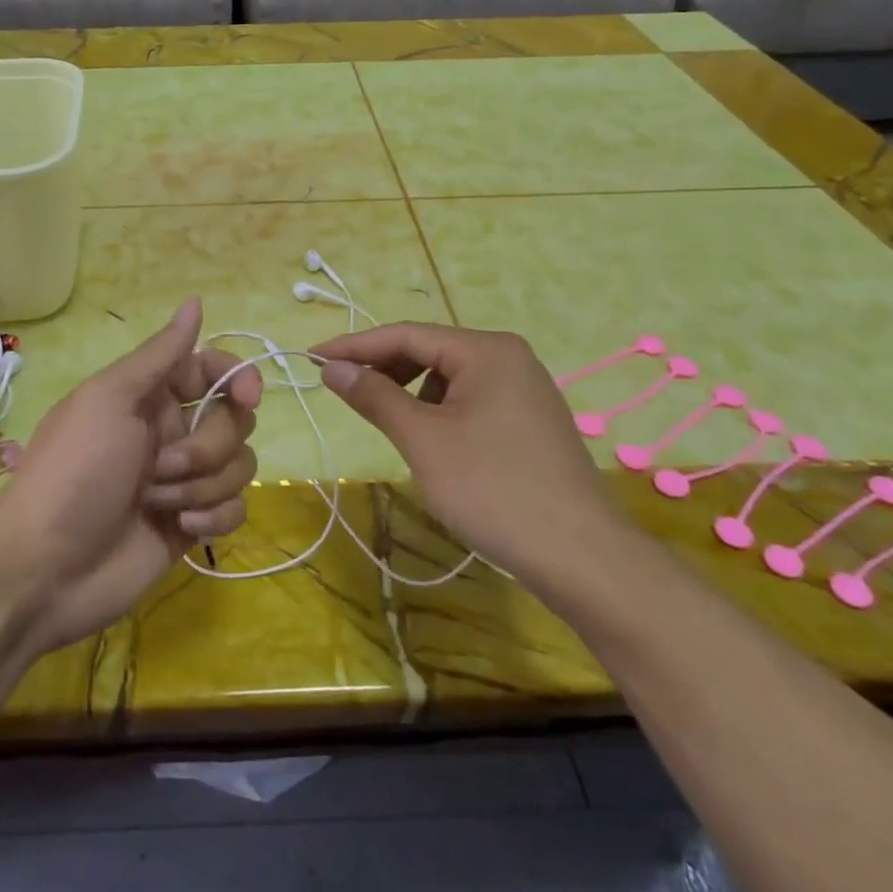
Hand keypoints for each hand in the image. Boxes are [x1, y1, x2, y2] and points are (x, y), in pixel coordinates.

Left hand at [0, 299, 261, 653]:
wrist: (45, 569)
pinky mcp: (192, 524)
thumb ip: (160, 354)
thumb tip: (196, 301)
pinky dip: (214, 516)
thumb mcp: (109, 399)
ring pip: (239, 466)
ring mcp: (183, 480)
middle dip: (208, 447)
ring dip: (203, 486)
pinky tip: (180, 530)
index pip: (212, 370)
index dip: (237, 378)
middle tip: (162, 468)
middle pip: (234, 421)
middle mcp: (171, 432)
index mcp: (150, 396)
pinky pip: (235, 507)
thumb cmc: (75, 472)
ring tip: (158, 505)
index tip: (246, 398)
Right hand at [311, 323, 620, 582]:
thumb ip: (375, 396)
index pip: (406, 335)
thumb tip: (333, 368)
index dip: (354, 346)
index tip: (311, 359)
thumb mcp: (423, 440)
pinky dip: (439, 410)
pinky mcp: (530, 420)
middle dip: (383, 368)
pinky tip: (431, 441)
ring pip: (449, 377)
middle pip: (429, 350)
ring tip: (389, 423)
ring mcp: (525, 389)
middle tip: (343, 392)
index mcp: (486, 350)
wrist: (581, 556)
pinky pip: (471, 399)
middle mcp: (509, 357)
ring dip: (411, 392)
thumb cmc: (493, 489)